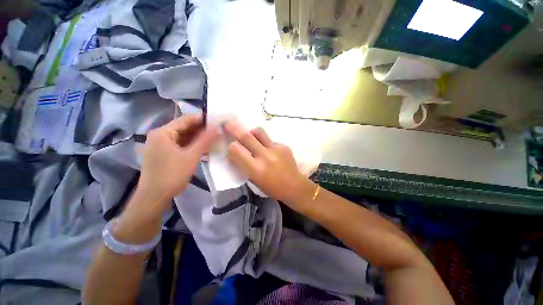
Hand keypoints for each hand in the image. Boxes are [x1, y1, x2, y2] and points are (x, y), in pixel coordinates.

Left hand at [137, 114, 217, 211]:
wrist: (154, 197)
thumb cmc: (172, 175)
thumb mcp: (191, 156)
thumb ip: (205, 140)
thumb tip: (217, 126)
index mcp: (163, 133)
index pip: (186, 120)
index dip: (203, 119)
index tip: (218, 121)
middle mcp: (159, 136)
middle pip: (184, 128)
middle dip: (201, 130)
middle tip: (218, 131)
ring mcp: (160, 145)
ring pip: (183, 137)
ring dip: (198, 138)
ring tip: (214, 139)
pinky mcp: (163, 153)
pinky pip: (180, 145)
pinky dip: (191, 145)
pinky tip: (203, 148)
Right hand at [224, 121, 314, 208]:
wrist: (294, 186)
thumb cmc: (272, 188)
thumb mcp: (254, 180)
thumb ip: (244, 165)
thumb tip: (236, 152)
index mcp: (256, 169)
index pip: (236, 150)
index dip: (231, 147)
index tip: (231, 148)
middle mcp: (265, 156)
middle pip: (246, 136)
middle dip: (234, 128)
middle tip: (228, 123)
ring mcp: (276, 149)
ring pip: (259, 131)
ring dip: (251, 133)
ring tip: (251, 137)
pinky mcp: (284, 146)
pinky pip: (270, 139)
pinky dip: (265, 143)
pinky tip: (270, 151)